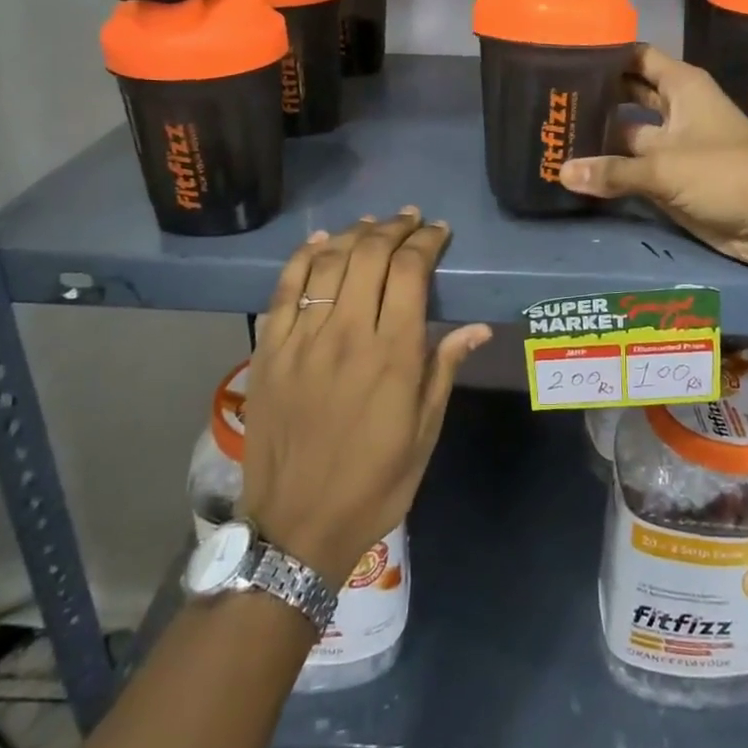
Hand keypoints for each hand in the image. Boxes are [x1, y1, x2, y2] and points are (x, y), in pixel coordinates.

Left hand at [239, 210, 491, 589]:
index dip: (426, 242)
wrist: (297, 527)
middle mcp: (347, 334)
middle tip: (410, 219)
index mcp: (393, 354)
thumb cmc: (374, 483)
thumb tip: (476, 327)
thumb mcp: (425, 432)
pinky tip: (320, 242)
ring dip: (354, 234)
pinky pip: (285, 289)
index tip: (439, 232)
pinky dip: (303, 258)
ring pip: (328, 263)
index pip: (410, 272)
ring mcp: (303, 340)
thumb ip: (444, 369)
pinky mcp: (270, 350)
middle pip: (369, 256)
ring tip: (373, 224)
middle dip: (394, 228)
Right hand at [558, 46, 747, 279]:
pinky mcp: (669, 176)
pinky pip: (631, 166)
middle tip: (548, 95)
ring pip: (625, 132)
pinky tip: (572, 167)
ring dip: (596, 133)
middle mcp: (675, 108)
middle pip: (626, 92)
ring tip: (551, 129)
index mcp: (682, 86)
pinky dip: (607, 167)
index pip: (636, 56)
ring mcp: (671, 144)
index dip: (605, 53)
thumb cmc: (726, 174)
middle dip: (594, 94)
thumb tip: (561, 172)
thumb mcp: (665, 168)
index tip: (564, 53)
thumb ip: (612, 171)